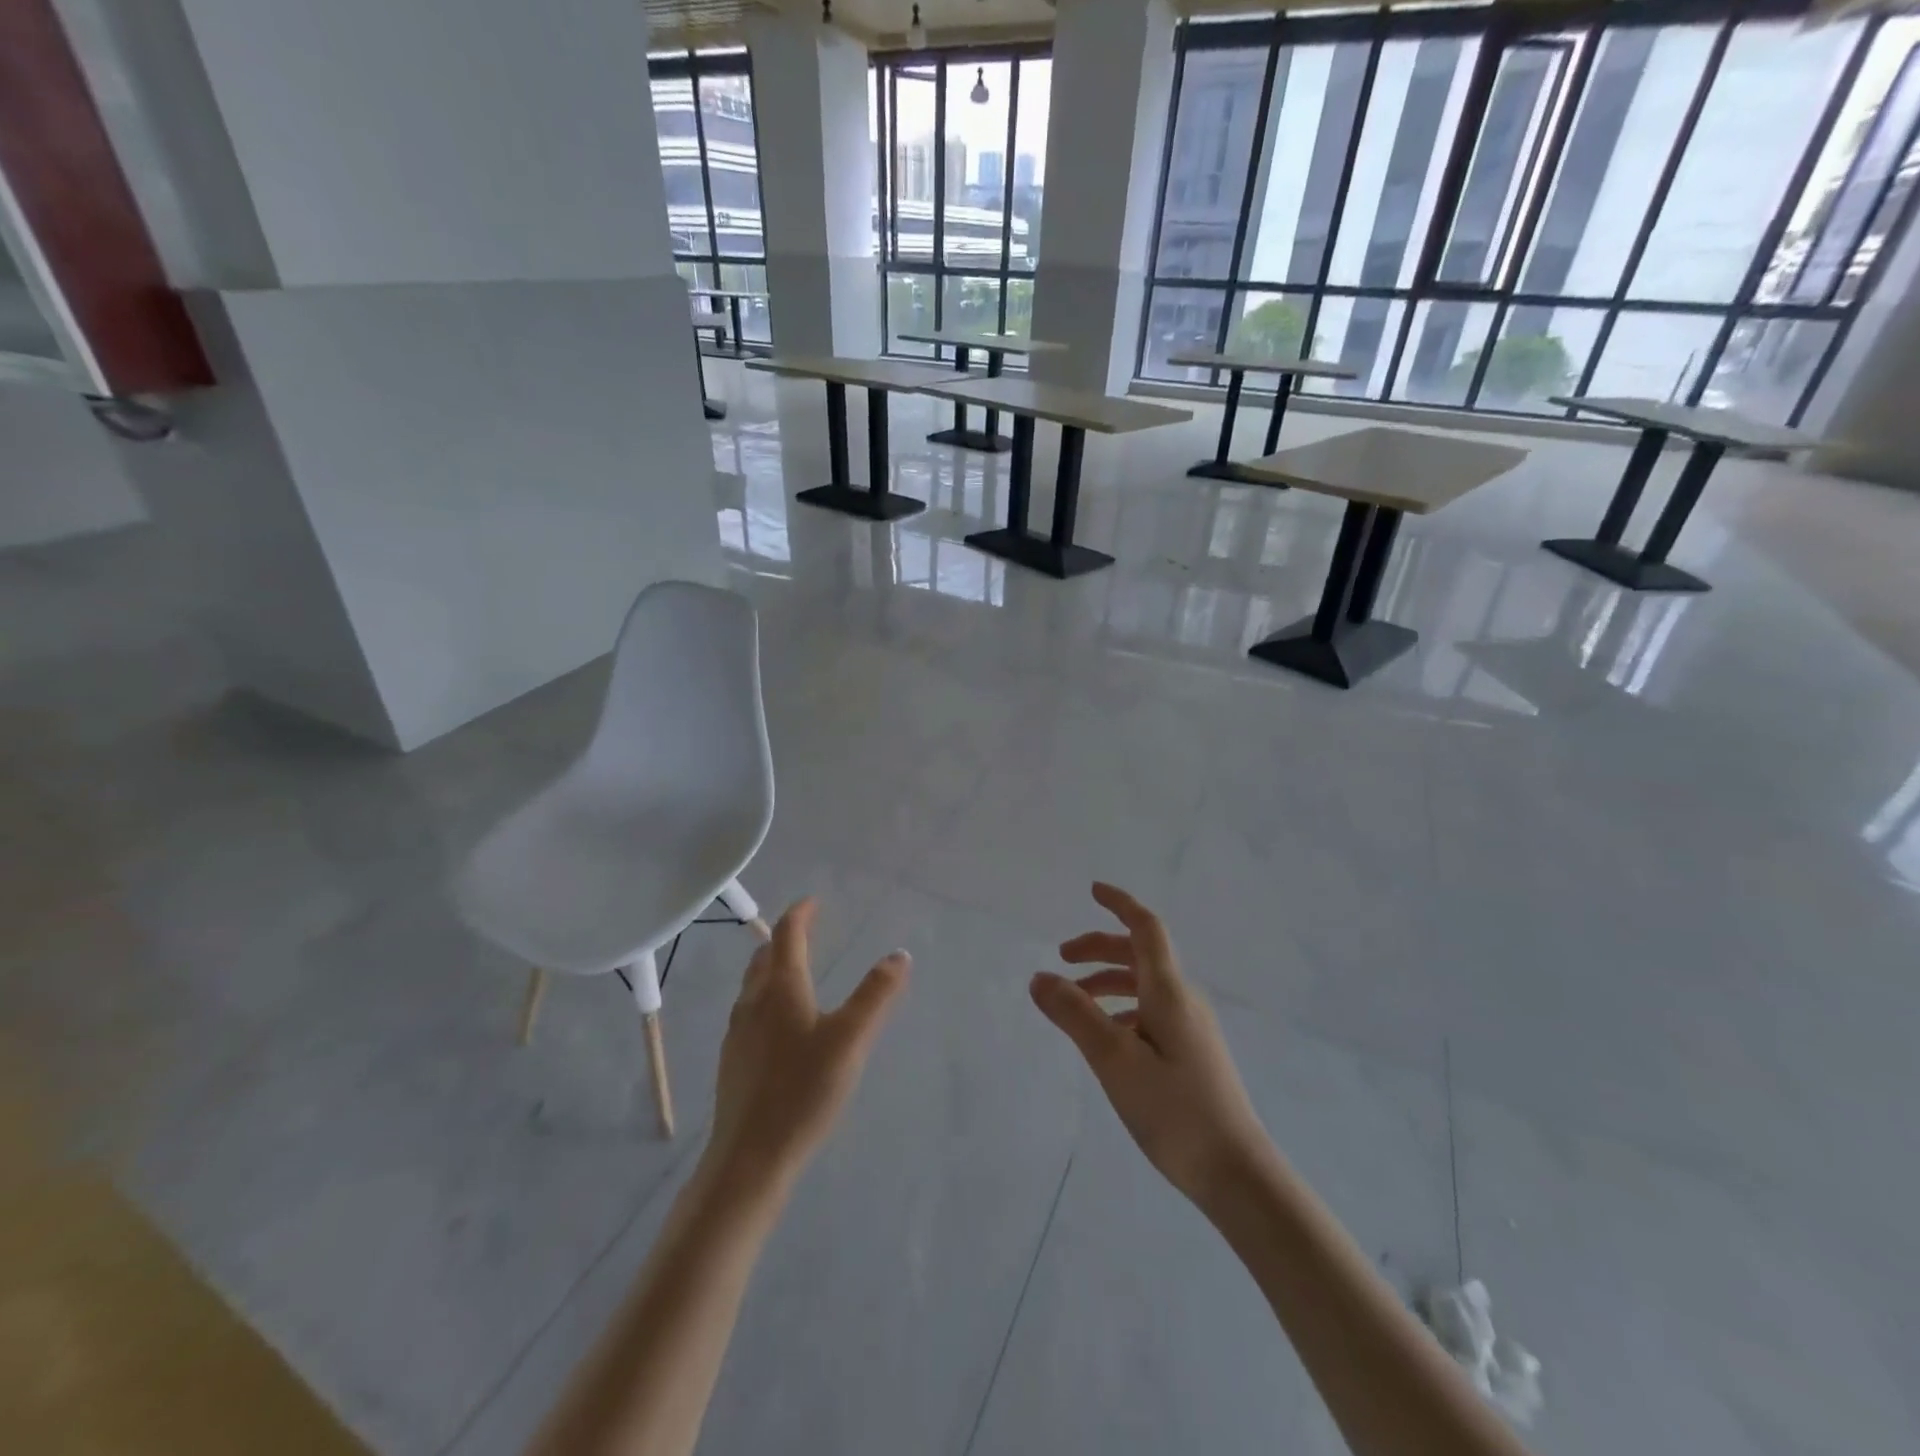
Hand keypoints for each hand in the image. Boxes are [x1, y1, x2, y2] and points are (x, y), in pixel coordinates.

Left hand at [704, 899, 909, 1200]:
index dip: (801, 914)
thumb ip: (876, 996)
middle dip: (784, 938)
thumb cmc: (802, 1091)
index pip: (788, 935)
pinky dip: (766, 997)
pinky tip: (779, 1024)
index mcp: (781, 989)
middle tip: (805, 931)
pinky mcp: (734, 1061)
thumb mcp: (850, 1040)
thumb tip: (898, 954)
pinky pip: (749, 1011)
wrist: (749, 1158)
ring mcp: (738, 1033)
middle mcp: (753, 1003)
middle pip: (764, 957)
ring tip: (793, 970)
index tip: (813, 902)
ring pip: (753, 985)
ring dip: (772, 966)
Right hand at [1030, 883, 1276, 1210]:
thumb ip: (1075, 1015)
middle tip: (1062, 956)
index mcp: (1169, 991)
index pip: (1146, 928)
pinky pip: (1150, 1011)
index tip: (1092, 890)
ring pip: (1144, 985)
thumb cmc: (1174, 1110)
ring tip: (1073, 1000)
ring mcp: (1191, 1028)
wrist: (1236, 1174)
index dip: (1120, 903)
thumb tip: (1039, 977)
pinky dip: (1121, 1008)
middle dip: (1100, 947)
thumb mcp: (1114, 1060)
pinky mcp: (1192, 1053)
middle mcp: (1184, 1000)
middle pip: (1140, 954)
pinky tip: (1104, 1037)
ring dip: (1107, 981)